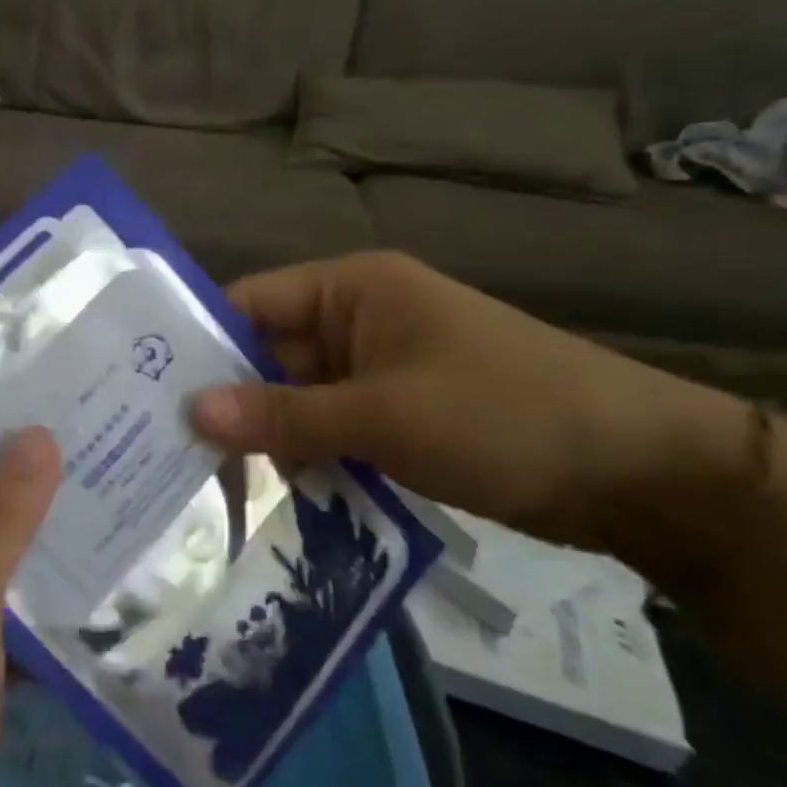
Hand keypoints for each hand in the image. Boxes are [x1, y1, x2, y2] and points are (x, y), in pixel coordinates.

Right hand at [190, 251, 748, 556]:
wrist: (638, 471)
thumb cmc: (504, 413)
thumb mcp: (385, 413)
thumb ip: (284, 413)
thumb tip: (190, 412)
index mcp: (352, 289)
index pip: (250, 303)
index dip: (201, 343)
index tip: (148, 392)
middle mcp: (356, 321)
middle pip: (268, 355)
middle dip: (228, 402)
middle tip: (164, 452)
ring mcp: (377, 372)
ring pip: (296, 399)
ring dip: (267, 438)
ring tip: (206, 484)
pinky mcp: (396, 417)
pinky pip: (329, 429)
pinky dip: (305, 458)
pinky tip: (272, 497)